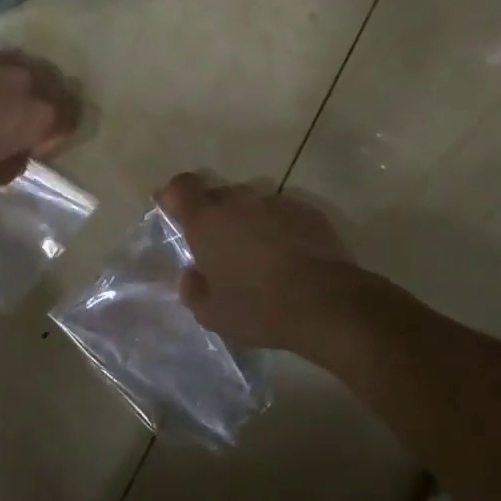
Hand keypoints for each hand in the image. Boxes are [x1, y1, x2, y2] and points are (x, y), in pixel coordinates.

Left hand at [0, 40, 79, 191]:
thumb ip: (13, 163)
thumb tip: (16, 152)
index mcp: (41, 112)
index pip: (70, 117)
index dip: (54, 135)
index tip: (32, 147)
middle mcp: (25, 77)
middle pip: (49, 84)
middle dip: (39, 102)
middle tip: (14, 121)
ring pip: (16, 64)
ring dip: (10, 82)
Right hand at [157, 173, 369, 360]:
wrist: (325, 302)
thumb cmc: (258, 308)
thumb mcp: (212, 313)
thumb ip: (194, 289)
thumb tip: (193, 275)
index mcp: (207, 220)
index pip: (181, 186)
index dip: (175, 196)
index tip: (176, 214)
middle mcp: (239, 201)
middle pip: (218, 195)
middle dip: (215, 216)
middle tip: (221, 249)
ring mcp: (276, 202)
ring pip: (252, 205)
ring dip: (250, 222)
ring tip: (260, 256)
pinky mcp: (308, 211)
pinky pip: (283, 214)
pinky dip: (280, 229)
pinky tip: (290, 258)